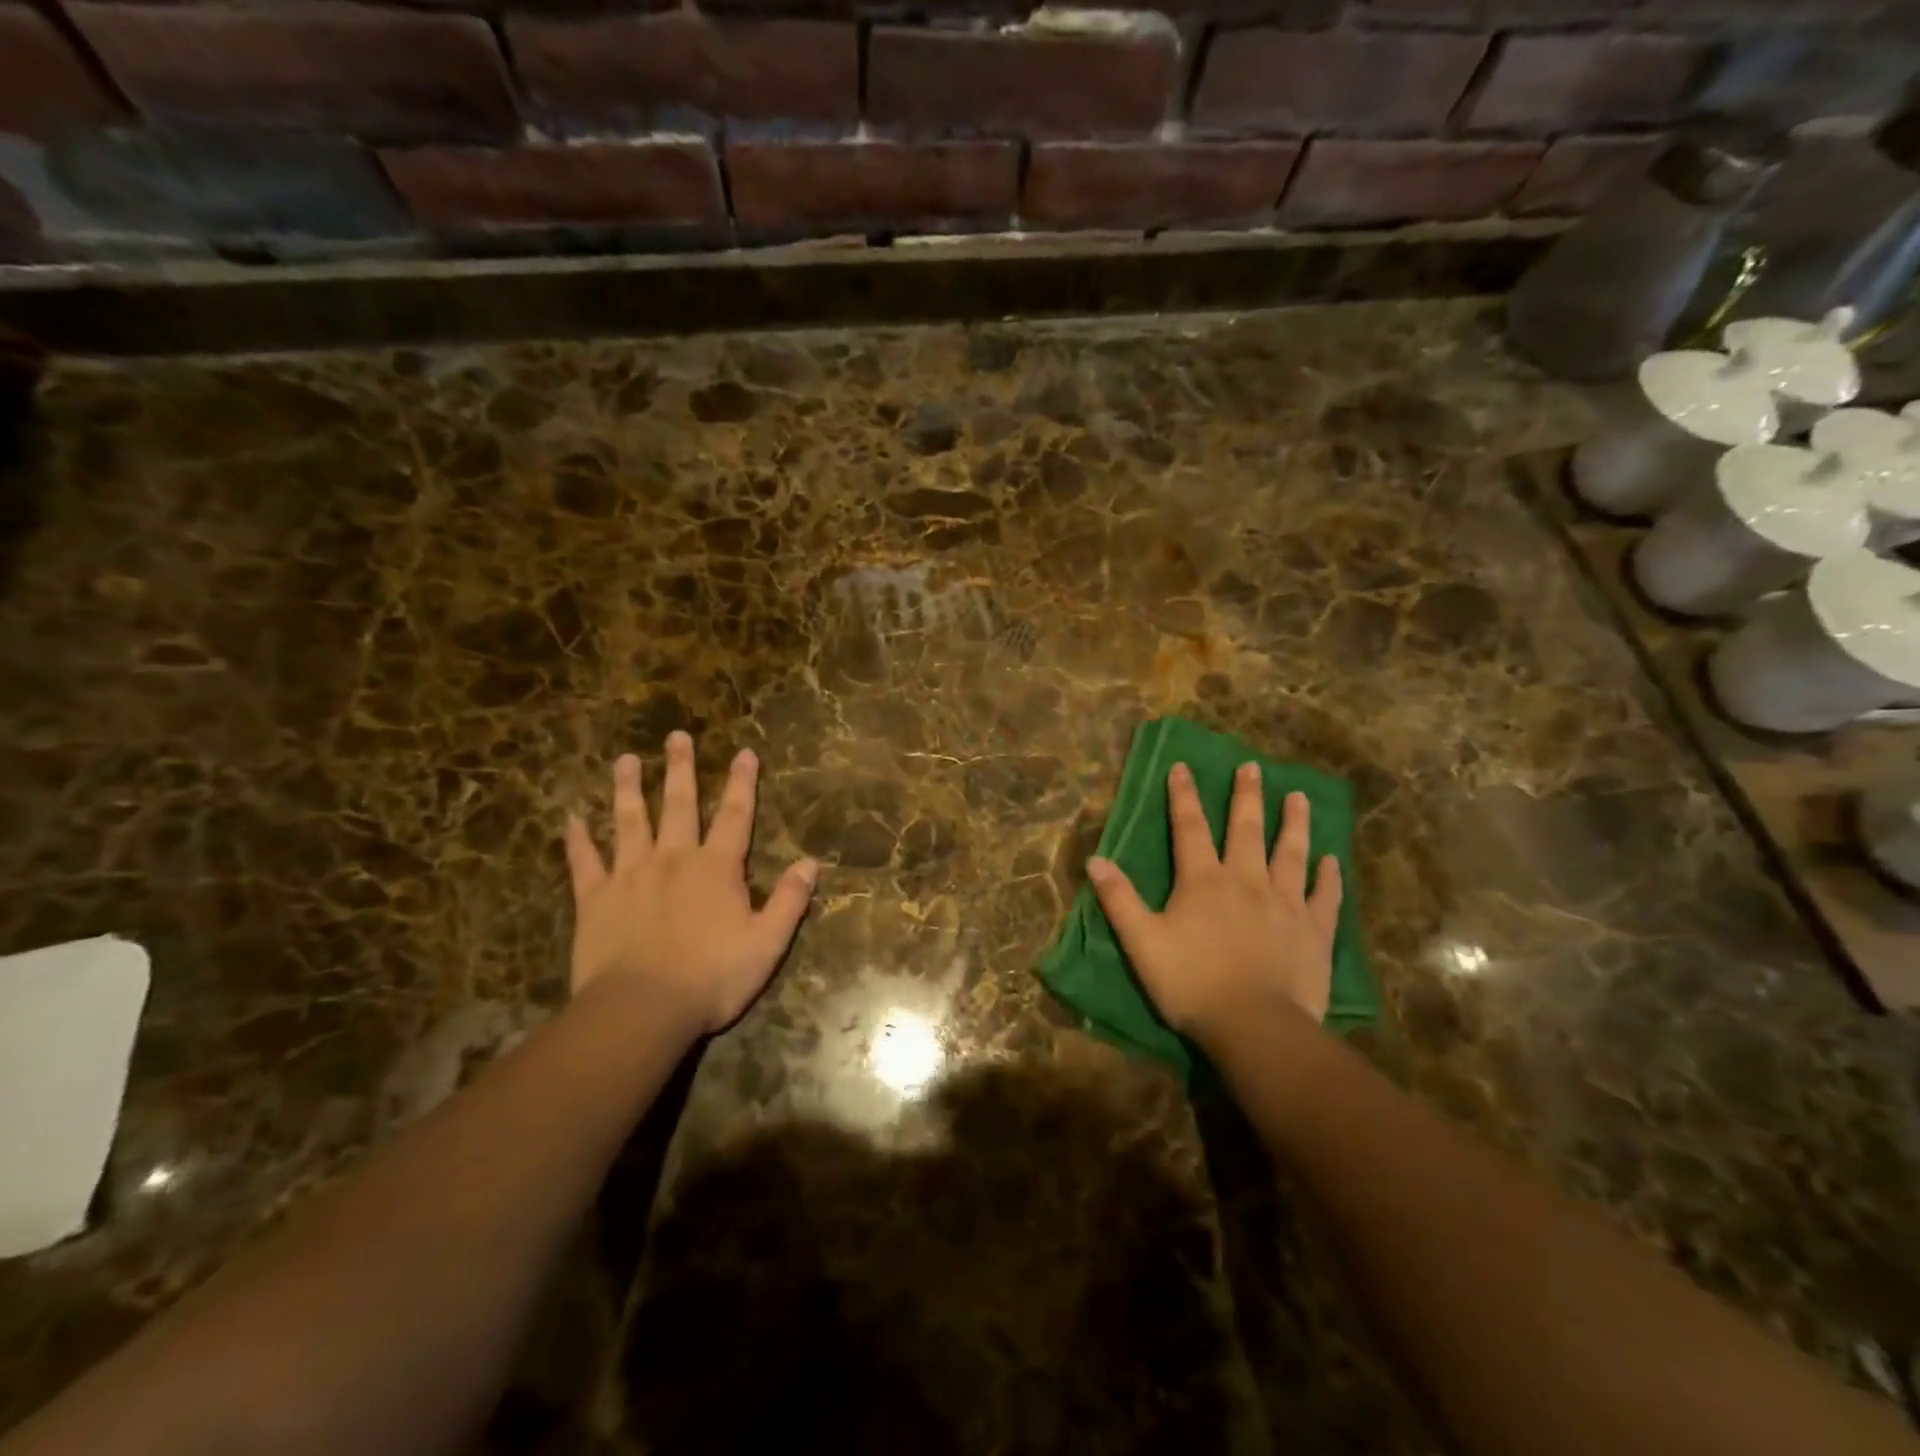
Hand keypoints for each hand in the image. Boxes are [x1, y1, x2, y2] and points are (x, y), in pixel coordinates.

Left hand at [564, 731, 818, 1036]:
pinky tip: (572, 818)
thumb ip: (789, 900)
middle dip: (680, 769)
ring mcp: (630, 875)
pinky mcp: (595, 898)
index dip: (742, 782)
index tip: (744, 752)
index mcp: (716, 868)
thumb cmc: (712, 977)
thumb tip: (811, 863)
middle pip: (678, 804)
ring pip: (629, 821)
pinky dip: (578, 839)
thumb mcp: (767, 942)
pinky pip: (584, 861)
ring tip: (626, 760)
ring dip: (628, 789)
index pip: (735, 815)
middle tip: (675, 736)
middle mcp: (673, 858)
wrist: (642, 1009)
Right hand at [1087, 763, 1341, 1049]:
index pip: (1190, 827)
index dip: (1184, 795)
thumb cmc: (1192, 983)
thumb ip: (1119, 899)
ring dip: (1294, 823)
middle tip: (1252, 767)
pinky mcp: (1315, 931)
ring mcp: (1286, 903)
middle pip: (1247, 829)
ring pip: (1291, 853)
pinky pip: (1324, 896)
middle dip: (1246, 796)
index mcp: (1203, 881)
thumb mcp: (1142, 942)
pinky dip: (1328, 877)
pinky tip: (1332, 860)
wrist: (1256, 1026)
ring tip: (1299, 796)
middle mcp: (1247, 880)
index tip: (1183, 765)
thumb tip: (1095, 859)